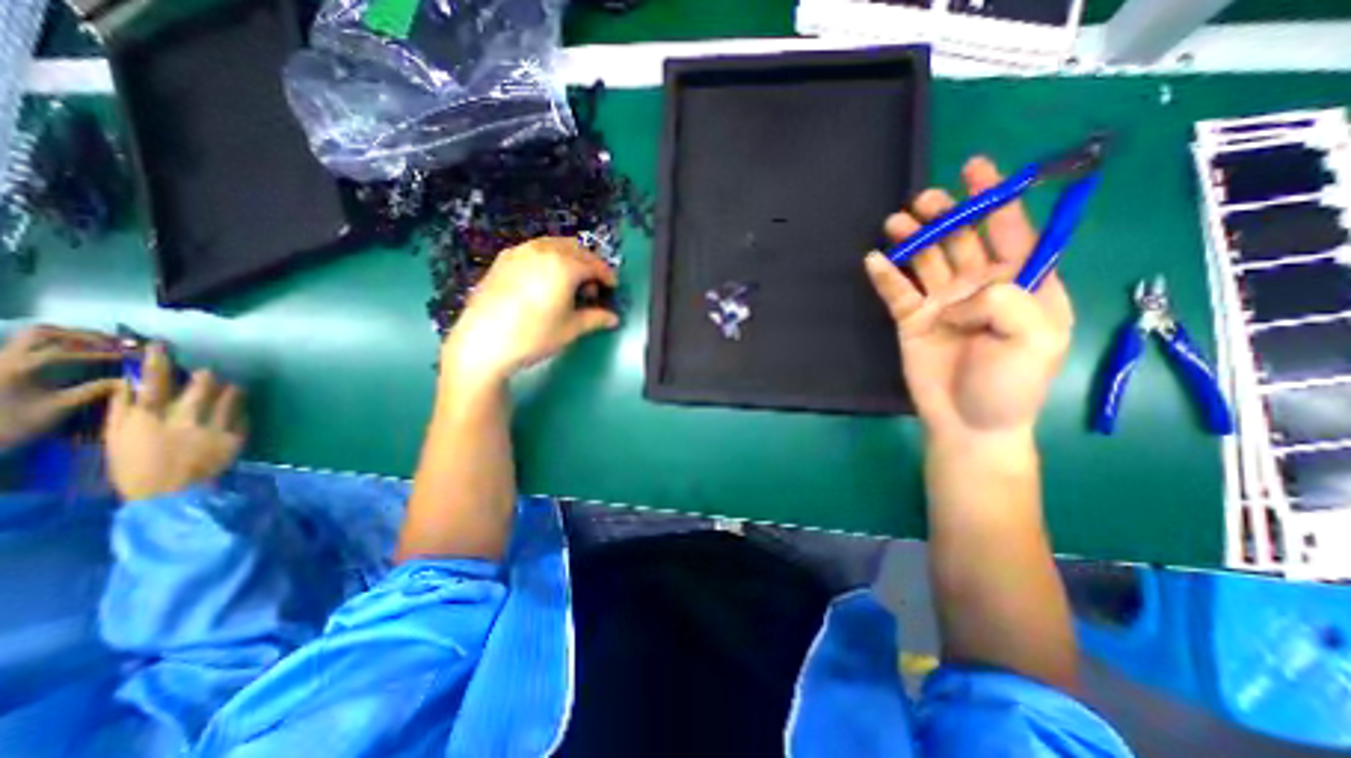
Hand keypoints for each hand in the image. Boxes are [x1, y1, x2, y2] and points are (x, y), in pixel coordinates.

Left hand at [0, 326, 119, 450]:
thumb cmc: (15, 424)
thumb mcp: (59, 409)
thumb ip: (93, 391)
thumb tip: (126, 380)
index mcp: (18, 368)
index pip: (66, 352)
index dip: (102, 353)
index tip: (131, 356)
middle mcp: (6, 358)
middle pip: (45, 333)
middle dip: (83, 335)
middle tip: (116, 344)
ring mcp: (2, 359)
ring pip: (35, 335)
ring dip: (71, 336)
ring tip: (102, 344)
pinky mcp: (4, 364)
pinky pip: (30, 345)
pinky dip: (58, 343)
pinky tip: (80, 351)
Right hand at [102, 344, 245, 504]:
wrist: (172, 494)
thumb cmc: (136, 466)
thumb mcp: (117, 438)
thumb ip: (124, 409)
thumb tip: (129, 383)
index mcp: (146, 418)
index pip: (152, 381)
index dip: (157, 360)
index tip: (162, 345)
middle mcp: (182, 419)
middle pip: (202, 383)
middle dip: (206, 376)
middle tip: (206, 375)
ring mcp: (214, 427)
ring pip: (230, 394)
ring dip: (229, 389)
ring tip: (227, 390)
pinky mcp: (237, 436)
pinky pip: (244, 412)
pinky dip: (240, 408)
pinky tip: (236, 409)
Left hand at [448, 237, 617, 388]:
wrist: (483, 342)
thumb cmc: (534, 335)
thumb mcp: (571, 329)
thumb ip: (596, 319)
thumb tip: (613, 319)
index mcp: (564, 265)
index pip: (594, 264)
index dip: (607, 276)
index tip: (612, 288)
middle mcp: (543, 250)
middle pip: (575, 248)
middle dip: (589, 264)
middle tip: (592, 286)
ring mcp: (520, 252)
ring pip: (553, 245)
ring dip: (569, 258)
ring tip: (570, 282)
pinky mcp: (503, 259)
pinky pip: (534, 250)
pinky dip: (548, 258)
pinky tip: (544, 280)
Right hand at [865, 157, 1078, 440]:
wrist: (968, 422)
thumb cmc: (1010, 384)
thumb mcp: (1034, 339)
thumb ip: (1006, 299)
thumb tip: (961, 291)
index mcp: (1020, 284)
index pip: (1010, 230)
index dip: (995, 197)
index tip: (975, 167)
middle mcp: (979, 286)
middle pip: (960, 239)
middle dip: (945, 214)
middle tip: (924, 202)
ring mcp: (941, 303)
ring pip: (925, 259)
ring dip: (913, 238)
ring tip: (898, 222)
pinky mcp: (911, 320)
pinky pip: (895, 291)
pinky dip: (885, 275)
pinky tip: (874, 260)